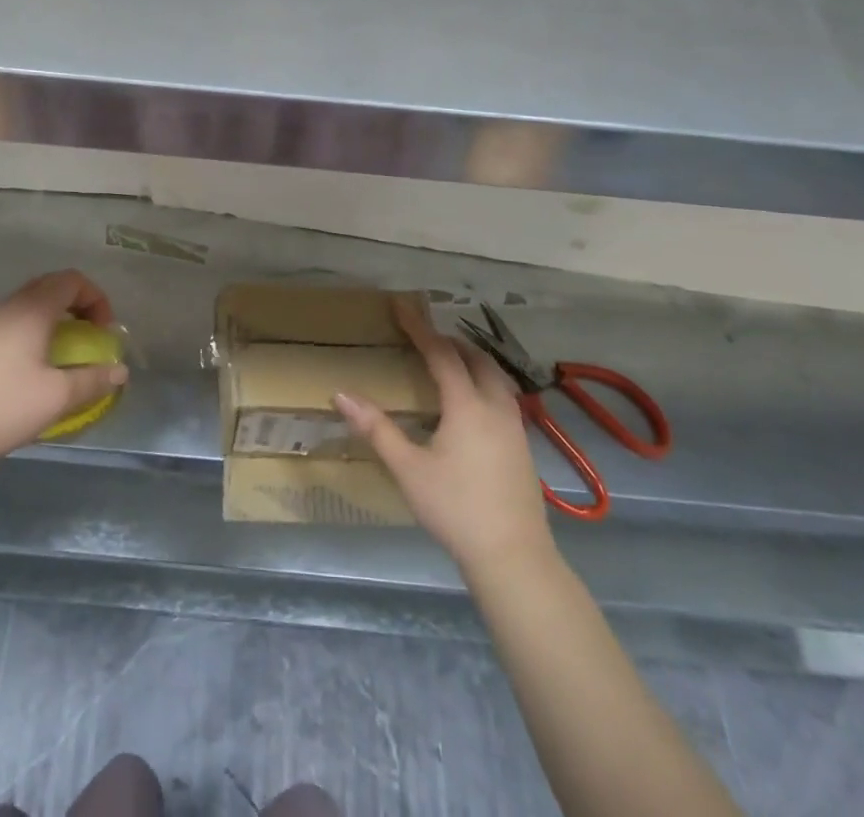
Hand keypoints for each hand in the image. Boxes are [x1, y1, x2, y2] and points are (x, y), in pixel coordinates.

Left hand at [0, 269, 127, 472]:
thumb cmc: (2, 406)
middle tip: (89, 337)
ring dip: (54, 320)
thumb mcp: (57, 397)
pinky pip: (12, 323)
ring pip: (29, 305)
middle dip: (77, 306)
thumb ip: (93, 381)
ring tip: (63, 354)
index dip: (96, 299)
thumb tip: (120, 372)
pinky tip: (31, 369)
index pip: (72, 280)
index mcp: (32, 309)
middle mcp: (8, 306)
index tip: (103, 332)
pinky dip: (32, 333)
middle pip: (50, 288)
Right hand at [334, 299, 551, 570]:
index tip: (400, 306)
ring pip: (495, 376)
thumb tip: (341, 394)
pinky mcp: (523, 446)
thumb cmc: (456, 508)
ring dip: (471, 360)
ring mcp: (515, 426)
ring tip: (448, 362)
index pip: (440, 353)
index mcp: (467, 404)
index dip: (419, 328)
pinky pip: (503, 396)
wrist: (514, 557)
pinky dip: (483, 382)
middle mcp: (495, 405)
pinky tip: (472, 404)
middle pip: (475, 358)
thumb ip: (376, 429)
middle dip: (449, 341)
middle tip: (423, 337)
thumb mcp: (408, 469)